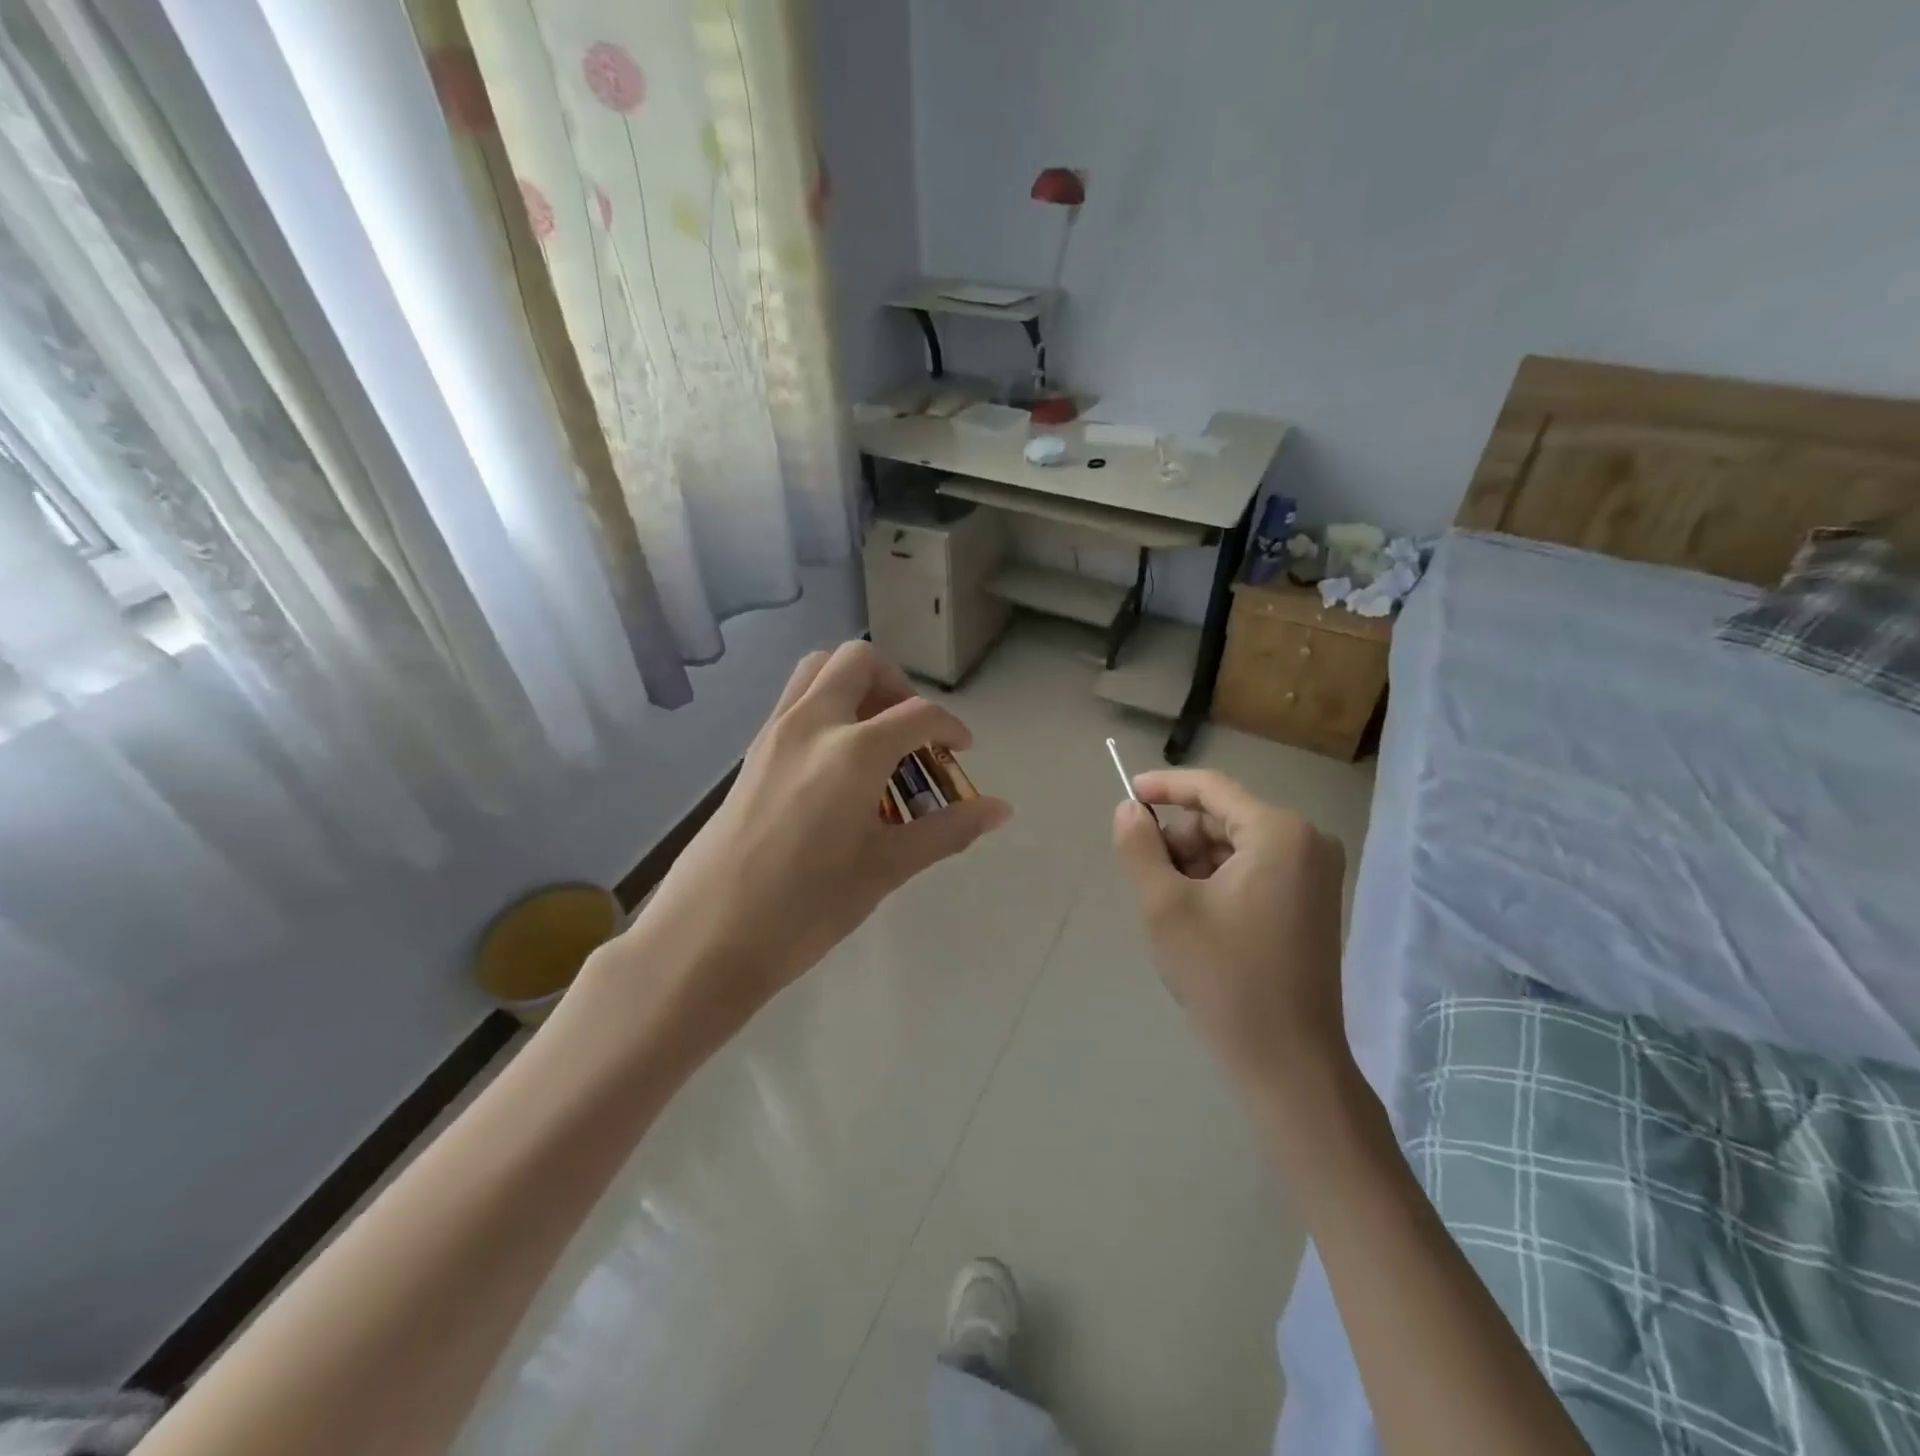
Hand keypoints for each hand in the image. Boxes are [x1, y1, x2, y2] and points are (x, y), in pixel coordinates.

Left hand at [606, 642, 1011, 1030]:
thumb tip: (1000, 810)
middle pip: (859, 661)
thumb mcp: (885, 869)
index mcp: (852, 750)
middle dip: (897, 685)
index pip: (918, 715)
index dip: (950, 728)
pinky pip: (794, 702)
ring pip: (818, 671)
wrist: (705, 937)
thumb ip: (946, 830)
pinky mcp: (751, 753)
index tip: (961, 753)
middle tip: (912, 735)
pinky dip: (826, 708)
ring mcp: (774, 733)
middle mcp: (811, 723)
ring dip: (855, 687)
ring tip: (875, 740)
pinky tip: (836, 768)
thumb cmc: (805, 908)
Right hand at [1112, 769, 1347, 1086]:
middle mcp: (1307, 842)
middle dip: (1179, 840)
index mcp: (1279, 833)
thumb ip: (1140, 847)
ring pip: (1235, 846)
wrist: (1286, 1061)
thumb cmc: (1224, 977)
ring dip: (1194, 865)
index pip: (1211, 788)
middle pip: (1223, 818)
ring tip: (1170, 909)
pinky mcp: (1312, 903)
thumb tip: (1128, 809)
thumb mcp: (1166, 906)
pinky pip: (1253, 871)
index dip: (1164, 787)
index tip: (1126, 795)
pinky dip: (1217, 882)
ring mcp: (1315, 875)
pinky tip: (1197, 920)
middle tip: (1147, 878)